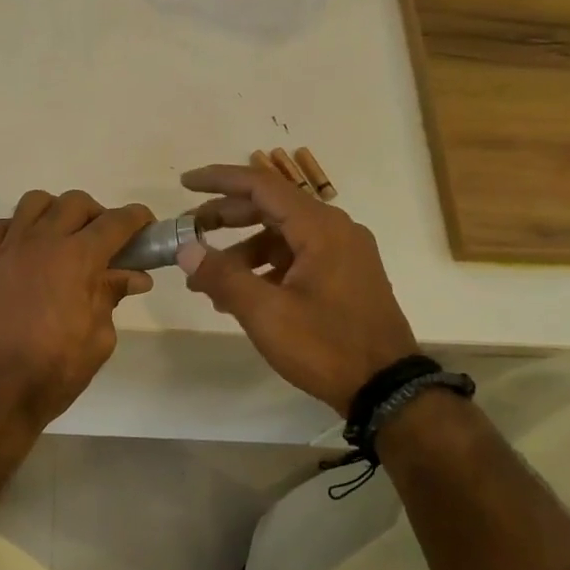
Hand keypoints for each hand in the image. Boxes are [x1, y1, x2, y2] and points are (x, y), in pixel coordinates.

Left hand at [0, 190, 154, 429]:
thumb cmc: (53, 370)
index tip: (147, 225)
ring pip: (35, 203)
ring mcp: (9, 250)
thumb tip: (133, 277)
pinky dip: (19, 229)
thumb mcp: (98, 338)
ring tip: (65, 240)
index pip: (115, 222)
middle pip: (74, 203)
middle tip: (107, 243)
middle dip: (98, 214)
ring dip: (57, 212)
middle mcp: (42, 242)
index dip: (136, 219)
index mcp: (77, 258)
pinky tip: (28, 252)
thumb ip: (111, 297)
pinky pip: (2, 227)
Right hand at [178, 163, 419, 410]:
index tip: (184, 184)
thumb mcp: (265, 313)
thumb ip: (223, 276)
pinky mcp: (343, 277)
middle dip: (224, 218)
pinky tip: (238, 295)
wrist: (386, 388)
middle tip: (188, 234)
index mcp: (320, 228)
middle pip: (270, 208)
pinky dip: (263, 268)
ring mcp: (342, 254)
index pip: (261, 185)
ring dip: (240, 251)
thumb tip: (186, 249)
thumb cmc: (325, 346)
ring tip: (205, 281)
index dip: (219, 180)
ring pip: (280, 236)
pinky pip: (294, 258)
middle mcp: (335, 230)